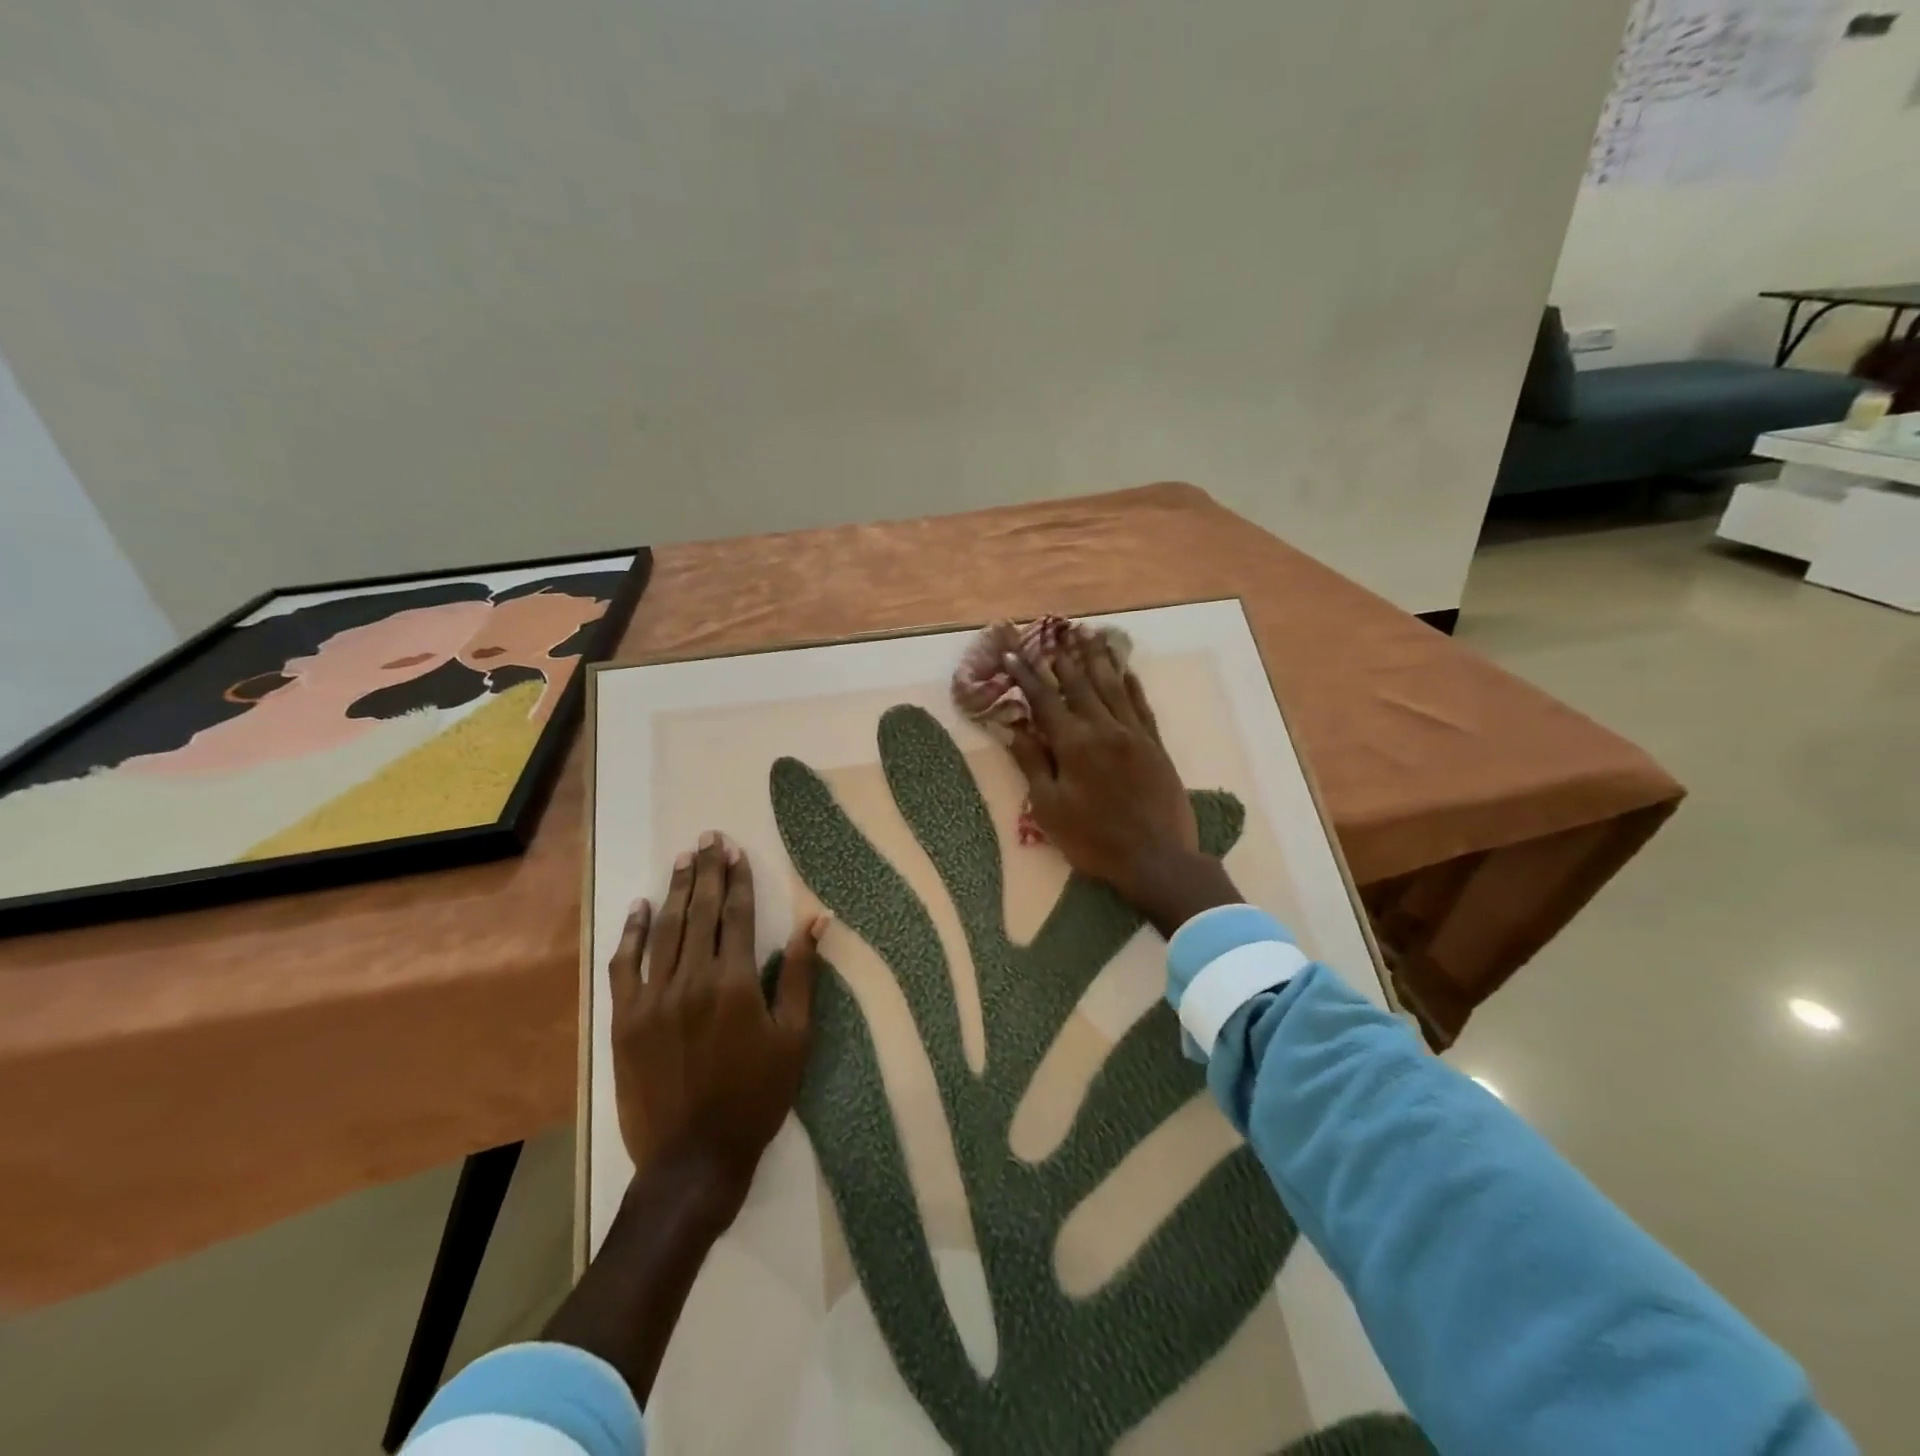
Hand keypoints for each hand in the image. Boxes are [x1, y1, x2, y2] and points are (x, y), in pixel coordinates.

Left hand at [609, 831, 828, 1216]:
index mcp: (736, 983)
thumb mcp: (794, 1038)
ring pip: (665, 931)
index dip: (738, 880)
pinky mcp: (626, 1020)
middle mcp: (692, 980)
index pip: (737, 916)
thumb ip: (801, 975)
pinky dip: (632, 934)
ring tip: (684, 859)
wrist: (693, 1158)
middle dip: (707, 872)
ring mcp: (653, 999)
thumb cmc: (756, 1097)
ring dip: (676, 891)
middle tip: (708, 838)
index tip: (736, 851)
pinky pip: (625, 966)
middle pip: (700, 913)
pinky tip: (639, 907)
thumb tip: (817, 921)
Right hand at [1002, 631, 1238, 935]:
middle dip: (1063, 657)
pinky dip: (1131, 683)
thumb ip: (1031, 763)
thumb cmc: (1093, 840)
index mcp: (1074, 744)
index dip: (1026, 676)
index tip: (1012, 653)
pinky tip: (1125, 669)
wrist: (1156, 859)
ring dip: (1098, 658)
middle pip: (1079, 684)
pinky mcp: (1155, 745)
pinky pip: (1141, 705)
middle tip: (1053, 631)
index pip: (1044, 700)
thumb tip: (1010, 727)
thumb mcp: (1049, 807)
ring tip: (1088, 634)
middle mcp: (1104, 729)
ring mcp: (1134, 734)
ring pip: (1113, 686)